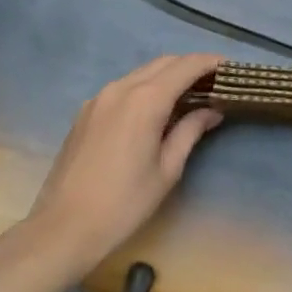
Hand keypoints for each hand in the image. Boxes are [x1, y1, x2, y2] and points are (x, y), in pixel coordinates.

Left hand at [23, 54, 224, 280]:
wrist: (62, 228)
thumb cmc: (124, 203)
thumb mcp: (167, 170)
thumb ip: (190, 131)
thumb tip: (212, 111)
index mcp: (145, 100)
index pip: (186, 66)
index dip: (210, 63)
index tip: (229, 68)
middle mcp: (121, 88)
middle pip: (164, 63)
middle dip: (190, 66)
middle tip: (213, 82)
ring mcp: (100, 98)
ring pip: (142, 73)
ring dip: (167, 76)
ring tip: (188, 94)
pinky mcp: (86, 112)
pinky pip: (123, 87)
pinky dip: (145, 88)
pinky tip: (154, 109)